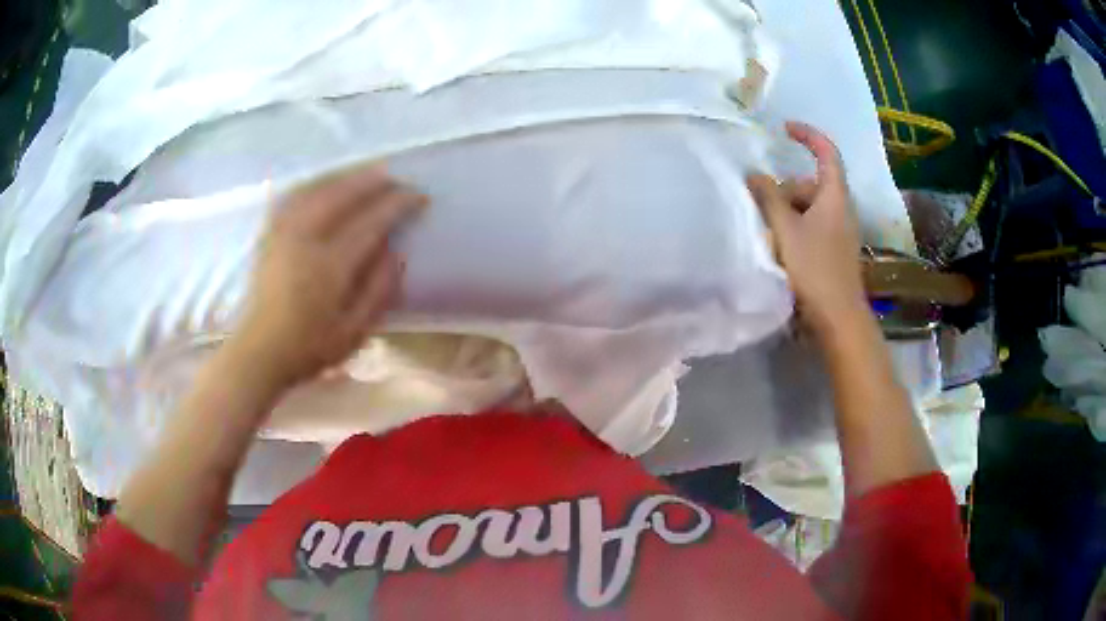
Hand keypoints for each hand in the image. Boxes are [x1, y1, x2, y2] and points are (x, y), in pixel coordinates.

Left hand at [230, 164, 426, 388]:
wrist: (258, 352)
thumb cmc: (308, 348)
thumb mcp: (355, 333)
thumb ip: (378, 290)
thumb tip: (396, 251)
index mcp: (329, 266)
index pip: (370, 221)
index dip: (397, 204)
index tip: (418, 196)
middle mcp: (304, 239)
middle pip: (342, 194)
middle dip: (374, 181)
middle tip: (397, 180)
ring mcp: (283, 232)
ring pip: (317, 188)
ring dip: (346, 176)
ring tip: (367, 174)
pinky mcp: (269, 234)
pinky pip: (294, 195)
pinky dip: (315, 183)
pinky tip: (326, 183)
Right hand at [747, 122, 864, 336]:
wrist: (838, 318)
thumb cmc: (814, 269)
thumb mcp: (785, 229)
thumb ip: (768, 197)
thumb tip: (754, 175)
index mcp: (834, 196)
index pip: (827, 153)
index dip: (808, 136)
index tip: (784, 130)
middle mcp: (841, 210)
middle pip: (811, 184)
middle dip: (786, 189)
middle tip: (764, 210)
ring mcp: (839, 232)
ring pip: (809, 208)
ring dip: (787, 212)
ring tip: (770, 234)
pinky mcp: (834, 251)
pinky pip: (812, 227)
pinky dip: (795, 228)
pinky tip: (781, 248)